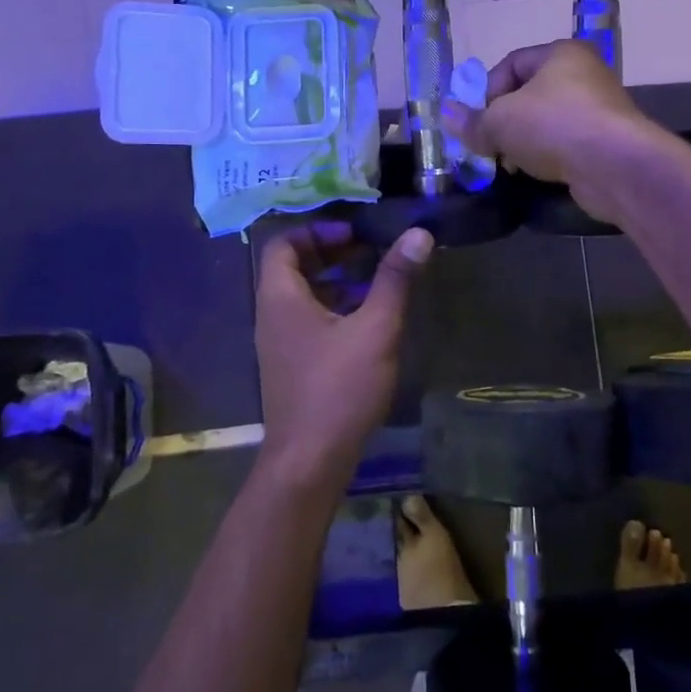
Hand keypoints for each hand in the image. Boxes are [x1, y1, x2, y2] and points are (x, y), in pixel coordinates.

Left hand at [254, 220, 431, 487]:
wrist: (309, 461)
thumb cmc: (339, 389)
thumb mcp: (375, 329)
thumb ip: (395, 279)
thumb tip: (418, 234)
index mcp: (280, 299)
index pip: (282, 244)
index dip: (317, 230)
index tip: (354, 233)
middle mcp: (272, 316)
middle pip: (292, 268)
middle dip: (330, 252)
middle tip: (369, 249)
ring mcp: (279, 345)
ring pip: (302, 297)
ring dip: (335, 281)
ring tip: (375, 279)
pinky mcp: (292, 367)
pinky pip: (308, 321)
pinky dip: (334, 309)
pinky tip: (368, 321)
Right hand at [455, 40, 656, 224]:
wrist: (615, 166)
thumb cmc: (554, 127)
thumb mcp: (501, 122)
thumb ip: (472, 121)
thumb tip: (446, 115)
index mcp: (561, 54)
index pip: (511, 64)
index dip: (486, 92)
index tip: (475, 122)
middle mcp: (583, 75)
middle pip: (528, 95)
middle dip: (503, 122)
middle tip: (487, 147)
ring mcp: (598, 110)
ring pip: (546, 123)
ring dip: (523, 143)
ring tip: (509, 165)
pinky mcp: (605, 143)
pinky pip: (565, 145)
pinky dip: (547, 157)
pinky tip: (536, 174)